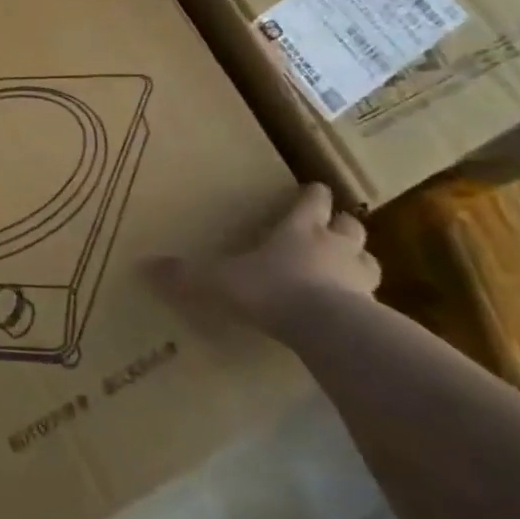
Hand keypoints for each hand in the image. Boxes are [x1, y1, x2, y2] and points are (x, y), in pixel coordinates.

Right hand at [151, 183, 378, 338]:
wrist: (327, 328)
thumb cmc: (272, 289)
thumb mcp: (219, 281)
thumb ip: (186, 275)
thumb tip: (143, 266)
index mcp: (299, 229)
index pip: (313, 200)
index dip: (312, 194)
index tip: (312, 190)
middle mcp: (334, 246)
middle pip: (351, 226)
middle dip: (342, 225)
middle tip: (331, 230)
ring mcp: (360, 279)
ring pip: (369, 260)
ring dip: (359, 260)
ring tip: (346, 269)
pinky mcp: (376, 311)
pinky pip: (375, 300)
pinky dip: (366, 301)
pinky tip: (353, 312)